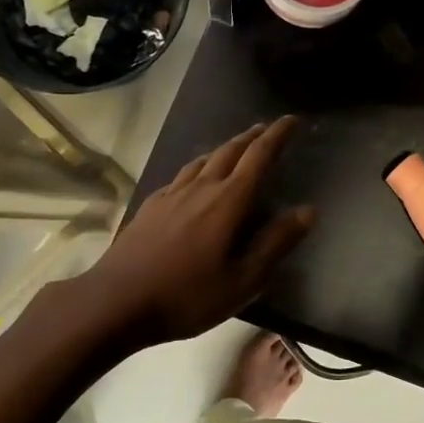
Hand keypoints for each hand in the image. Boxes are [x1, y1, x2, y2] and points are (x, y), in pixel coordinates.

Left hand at [80, 117, 315, 344]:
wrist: (115, 302)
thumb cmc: (186, 296)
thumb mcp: (243, 280)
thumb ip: (276, 243)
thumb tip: (308, 210)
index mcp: (228, 201)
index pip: (259, 156)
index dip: (278, 135)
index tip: (292, 120)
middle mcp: (201, 188)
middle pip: (230, 151)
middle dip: (252, 137)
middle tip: (267, 129)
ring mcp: (171, 195)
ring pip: (203, 160)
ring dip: (224, 149)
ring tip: (235, 149)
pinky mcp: (150, 206)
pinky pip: (181, 176)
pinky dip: (198, 169)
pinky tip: (194, 181)